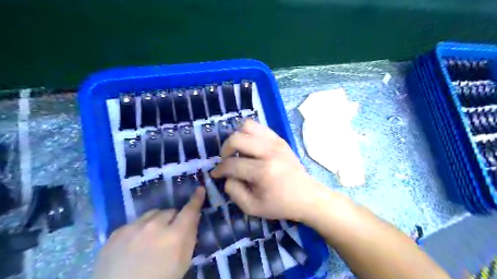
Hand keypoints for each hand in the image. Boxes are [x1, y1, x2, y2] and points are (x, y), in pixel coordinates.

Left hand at [91, 186, 204, 278]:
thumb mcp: (182, 262)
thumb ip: (190, 237)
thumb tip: (194, 217)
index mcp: (174, 236)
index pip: (189, 211)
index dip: (196, 199)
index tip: (200, 189)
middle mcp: (154, 226)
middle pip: (169, 211)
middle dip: (172, 219)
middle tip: (170, 232)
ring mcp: (133, 227)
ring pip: (152, 214)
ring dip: (156, 222)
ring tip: (151, 238)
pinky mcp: (116, 232)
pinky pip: (135, 222)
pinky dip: (139, 229)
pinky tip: (135, 244)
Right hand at [211, 120, 329, 222]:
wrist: (307, 196)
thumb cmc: (280, 204)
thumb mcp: (252, 207)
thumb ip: (233, 191)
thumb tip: (227, 175)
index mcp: (262, 171)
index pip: (232, 164)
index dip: (219, 170)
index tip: (216, 174)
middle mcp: (269, 152)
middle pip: (236, 138)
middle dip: (225, 149)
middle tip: (227, 160)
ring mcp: (276, 142)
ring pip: (247, 126)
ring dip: (237, 137)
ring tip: (238, 151)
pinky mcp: (280, 139)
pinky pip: (259, 127)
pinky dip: (249, 134)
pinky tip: (250, 147)